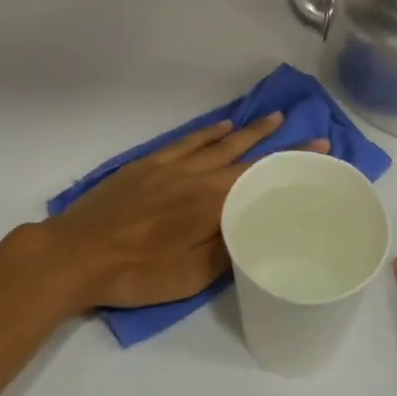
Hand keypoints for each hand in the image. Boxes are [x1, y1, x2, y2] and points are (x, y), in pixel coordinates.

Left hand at [31, 114, 328, 311]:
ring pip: (218, 142)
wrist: (77, 253)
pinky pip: (186, 142)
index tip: (319, 147)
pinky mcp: (148, 164)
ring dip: (247, 131)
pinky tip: (221, 128)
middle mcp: (196, 175)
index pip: (261, 176)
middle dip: (277, 142)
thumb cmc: (135, 272)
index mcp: (211, 202)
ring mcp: (170, 166)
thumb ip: (226, 251)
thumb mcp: (189, 277)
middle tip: (305, 130)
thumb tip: (252, 230)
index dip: (292, 162)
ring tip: (272, 118)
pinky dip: (207, 133)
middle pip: (244, 154)